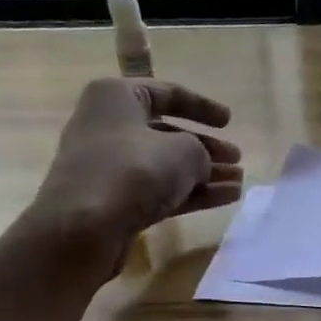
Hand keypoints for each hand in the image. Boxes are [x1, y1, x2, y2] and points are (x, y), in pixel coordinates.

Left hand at [30, 78, 242, 267]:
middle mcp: (109, 127)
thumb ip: (202, 152)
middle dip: (207, 148)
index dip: (203, 106)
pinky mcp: (115, 201)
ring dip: (205, 174)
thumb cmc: (133, 170)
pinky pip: (160, 191)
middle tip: (237, 158)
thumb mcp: (183, 151)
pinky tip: (226, 199)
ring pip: (166, 166)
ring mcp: (110, 167)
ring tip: (238, 182)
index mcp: (117, 97)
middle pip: (168, 133)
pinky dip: (192, 194)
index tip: (229, 122)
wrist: (82, 228)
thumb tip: (202, 165)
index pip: (168, 93)